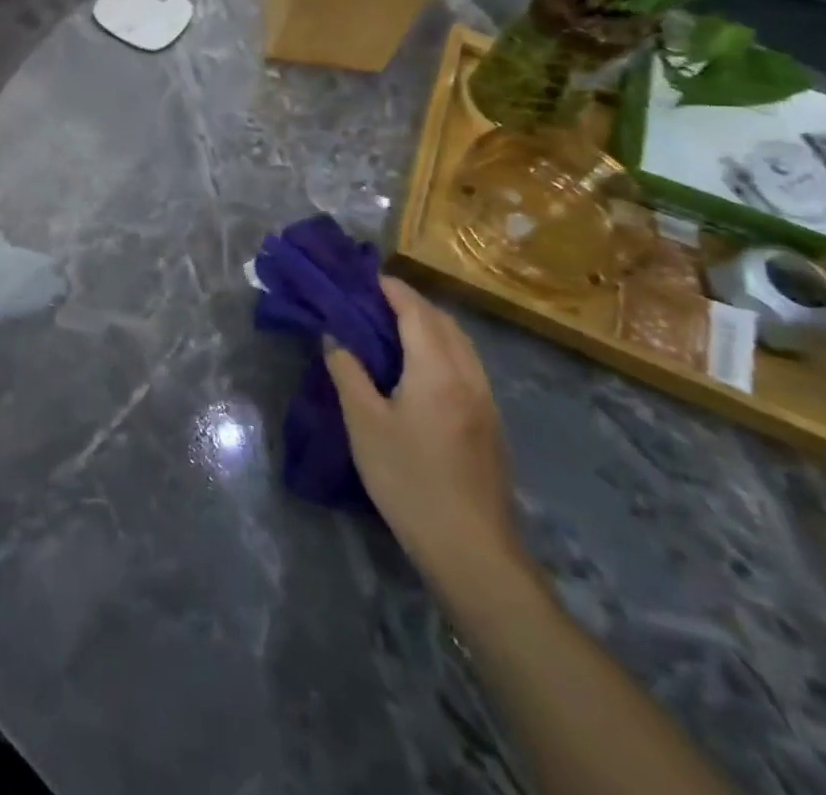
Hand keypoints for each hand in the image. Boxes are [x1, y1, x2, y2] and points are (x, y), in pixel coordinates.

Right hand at [324, 277, 525, 591]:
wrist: (470, 549)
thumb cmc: (408, 479)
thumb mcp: (363, 423)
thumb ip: (347, 372)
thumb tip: (334, 336)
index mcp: (437, 370)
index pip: (416, 311)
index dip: (392, 289)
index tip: (365, 276)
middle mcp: (468, 377)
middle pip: (444, 323)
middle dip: (411, 303)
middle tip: (373, 300)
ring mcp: (486, 402)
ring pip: (461, 345)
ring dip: (430, 326)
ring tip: (394, 328)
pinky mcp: (491, 425)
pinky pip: (467, 367)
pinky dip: (443, 349)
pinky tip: (420, 368)